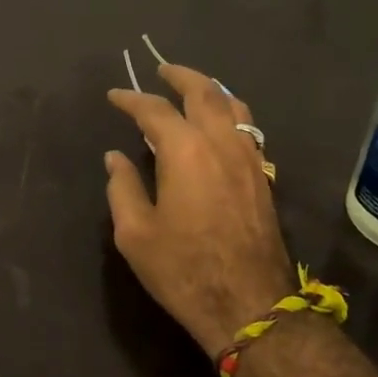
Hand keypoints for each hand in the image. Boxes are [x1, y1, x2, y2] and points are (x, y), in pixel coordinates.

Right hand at [105, 65, 294, 355]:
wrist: (249, 306)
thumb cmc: (183, 270)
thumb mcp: (135, 234)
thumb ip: (122, 188)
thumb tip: (116, 158)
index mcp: (185, 152)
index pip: (154, 110)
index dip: (131, 99)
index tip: (114, 96)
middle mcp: (221, 144)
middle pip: (204, 93)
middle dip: (180, 76)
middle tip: (161, 70)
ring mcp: (249, 159)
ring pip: (234, 107)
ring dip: (211, 90)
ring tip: (195, 89)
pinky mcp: (264, 178)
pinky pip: (249, 129)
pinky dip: (231, 114)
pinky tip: (221, 126)